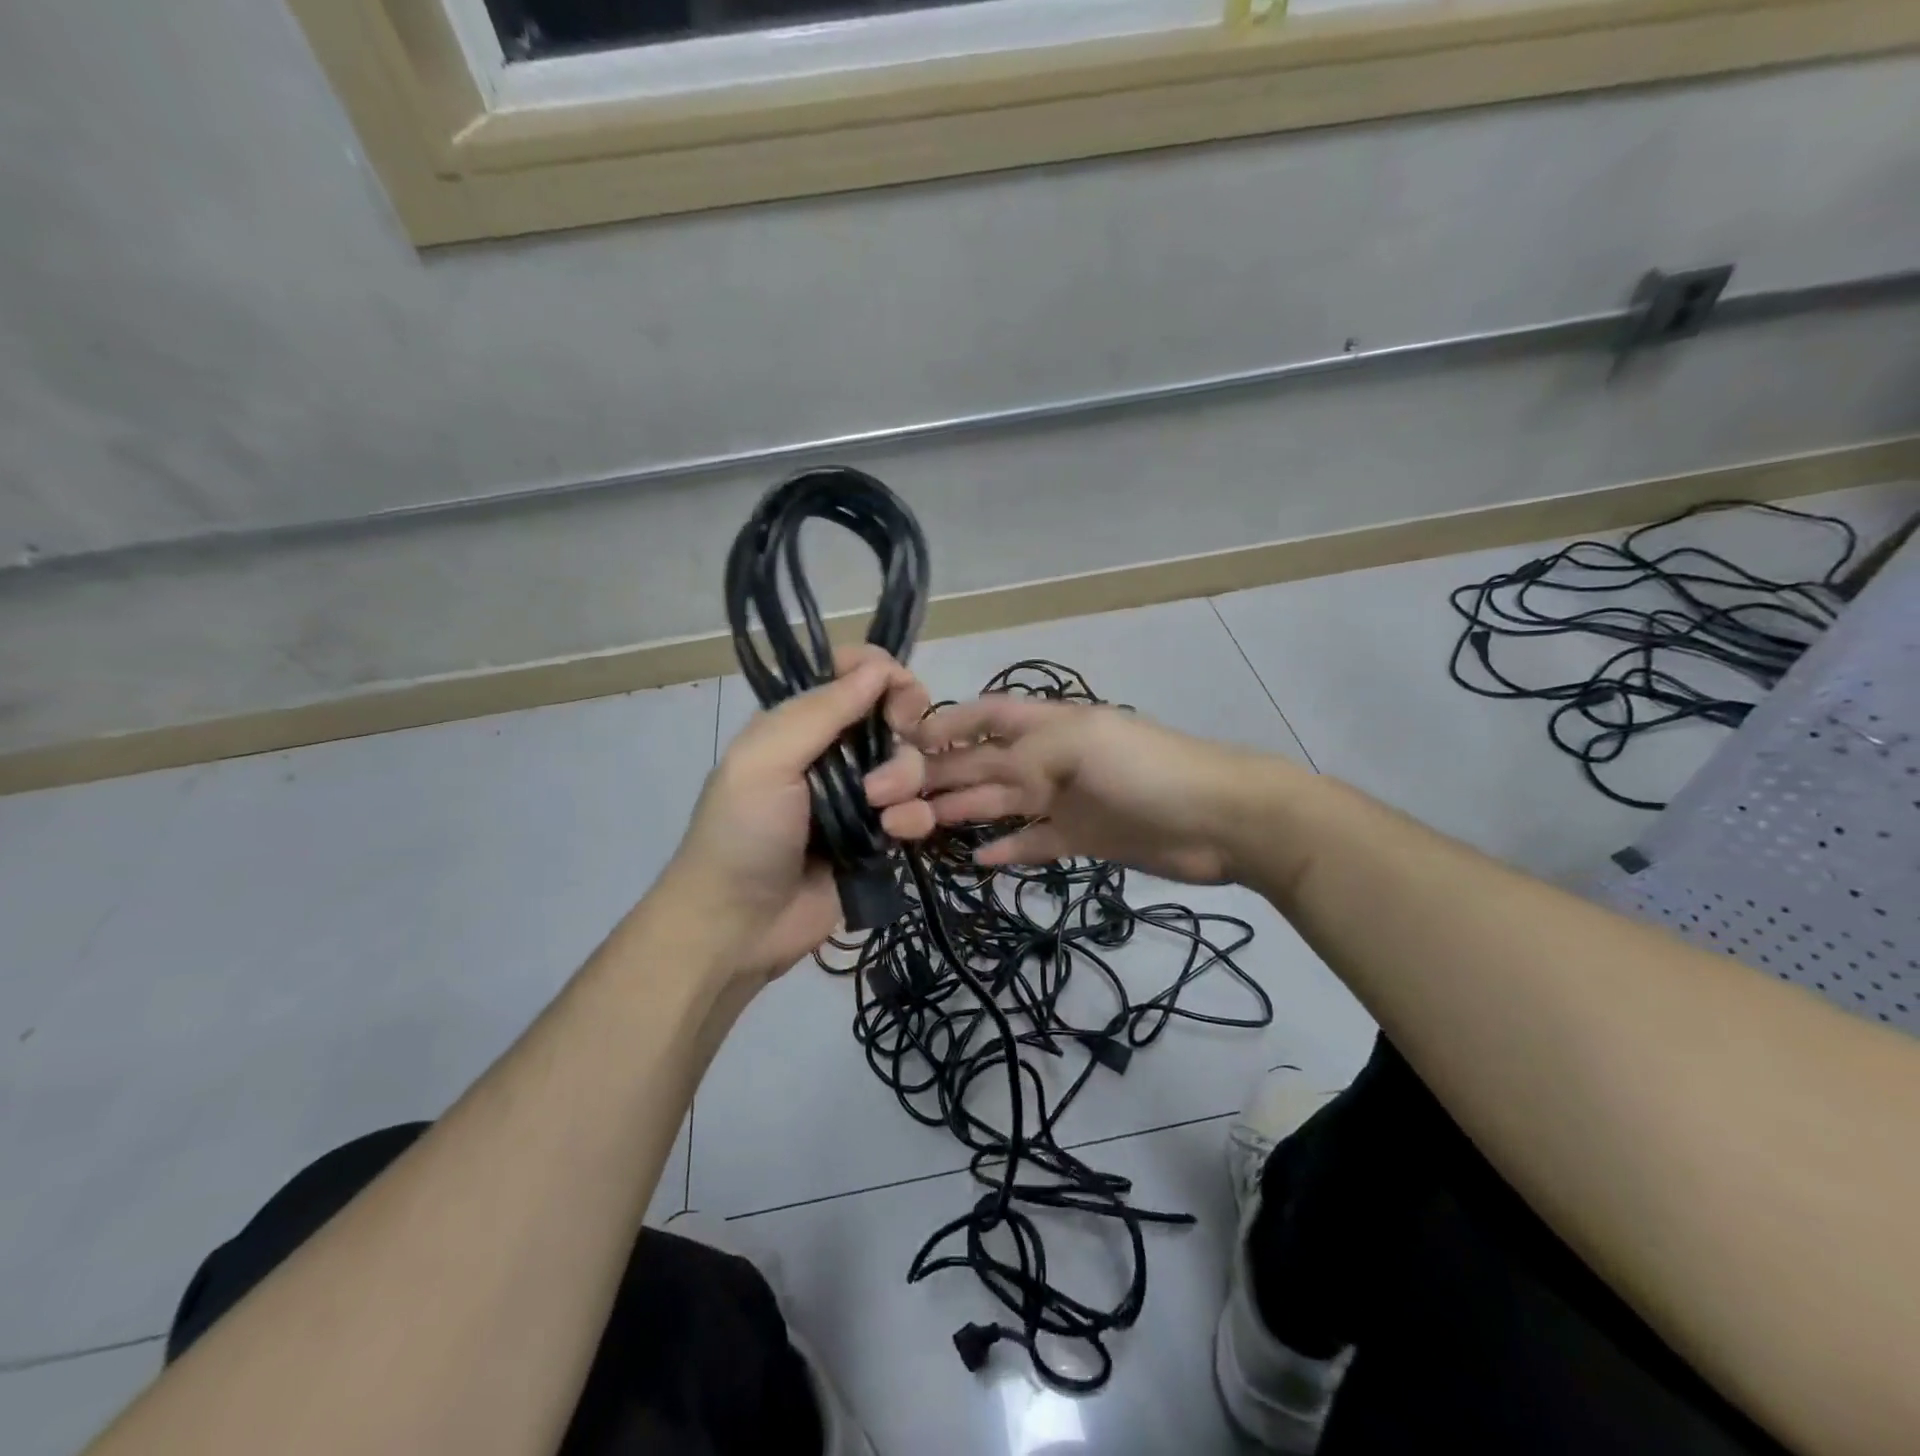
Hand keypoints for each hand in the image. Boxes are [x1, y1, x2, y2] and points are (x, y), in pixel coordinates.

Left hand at [665, 647, 935, 979]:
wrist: (738, 926)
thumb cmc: (743, 834)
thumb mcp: (766, 760)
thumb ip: (821, 710)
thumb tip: (880, 666)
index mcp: (798, 724)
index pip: (850, 674)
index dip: (881, 673)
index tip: (896, 694)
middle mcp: (832, 752)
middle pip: (891, 714)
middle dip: (902, 725)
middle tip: (902, 736)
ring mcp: (859, 796)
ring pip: (910, 763)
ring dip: (904, 779)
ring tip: (879, 810)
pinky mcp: (878, 837)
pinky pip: (917, 811)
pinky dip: (913, 818)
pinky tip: (894, 835)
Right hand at [914, 697, 1262, 883]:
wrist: (1219, 820)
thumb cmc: (1146, 770)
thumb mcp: (1079, 743)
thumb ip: (1019, 753)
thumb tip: (966, 773)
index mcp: (1048, 723)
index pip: (985, 716)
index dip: (944, 726)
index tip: (899, 746)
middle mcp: (1048, 759)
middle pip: (981, 766)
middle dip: (936, 777)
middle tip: (887, 801)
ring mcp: (1063, 801)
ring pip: (998, 805)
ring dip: (958, 813)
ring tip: (913, 829)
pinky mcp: (1079, 839)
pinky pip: (1031, 843)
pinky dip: (1004, 850)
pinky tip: (974, 858)